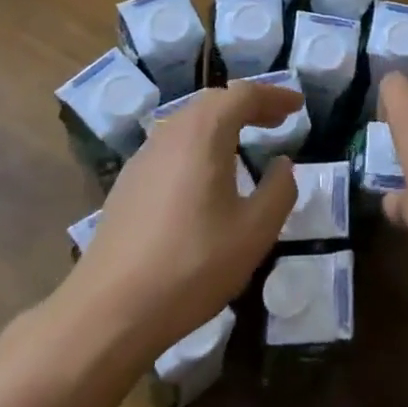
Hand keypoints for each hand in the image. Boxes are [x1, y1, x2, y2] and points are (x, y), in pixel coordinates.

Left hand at [60, 80, 299, 356]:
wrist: (109, 311)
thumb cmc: (192, 265)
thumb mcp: (255, 231)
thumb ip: (279, 190)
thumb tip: (283, 165)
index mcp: (203, 133)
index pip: (243, 95)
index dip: (274, 96)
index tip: (298, 106)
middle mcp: (170, 134)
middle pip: (213, 102)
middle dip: (248, 106)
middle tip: (276, 121)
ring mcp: (143, 158)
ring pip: (188, 123)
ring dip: (221, 124)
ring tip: (245, 144)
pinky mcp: (127, 185)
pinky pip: (171, 147)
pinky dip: (199, 145)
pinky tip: (206, 177)